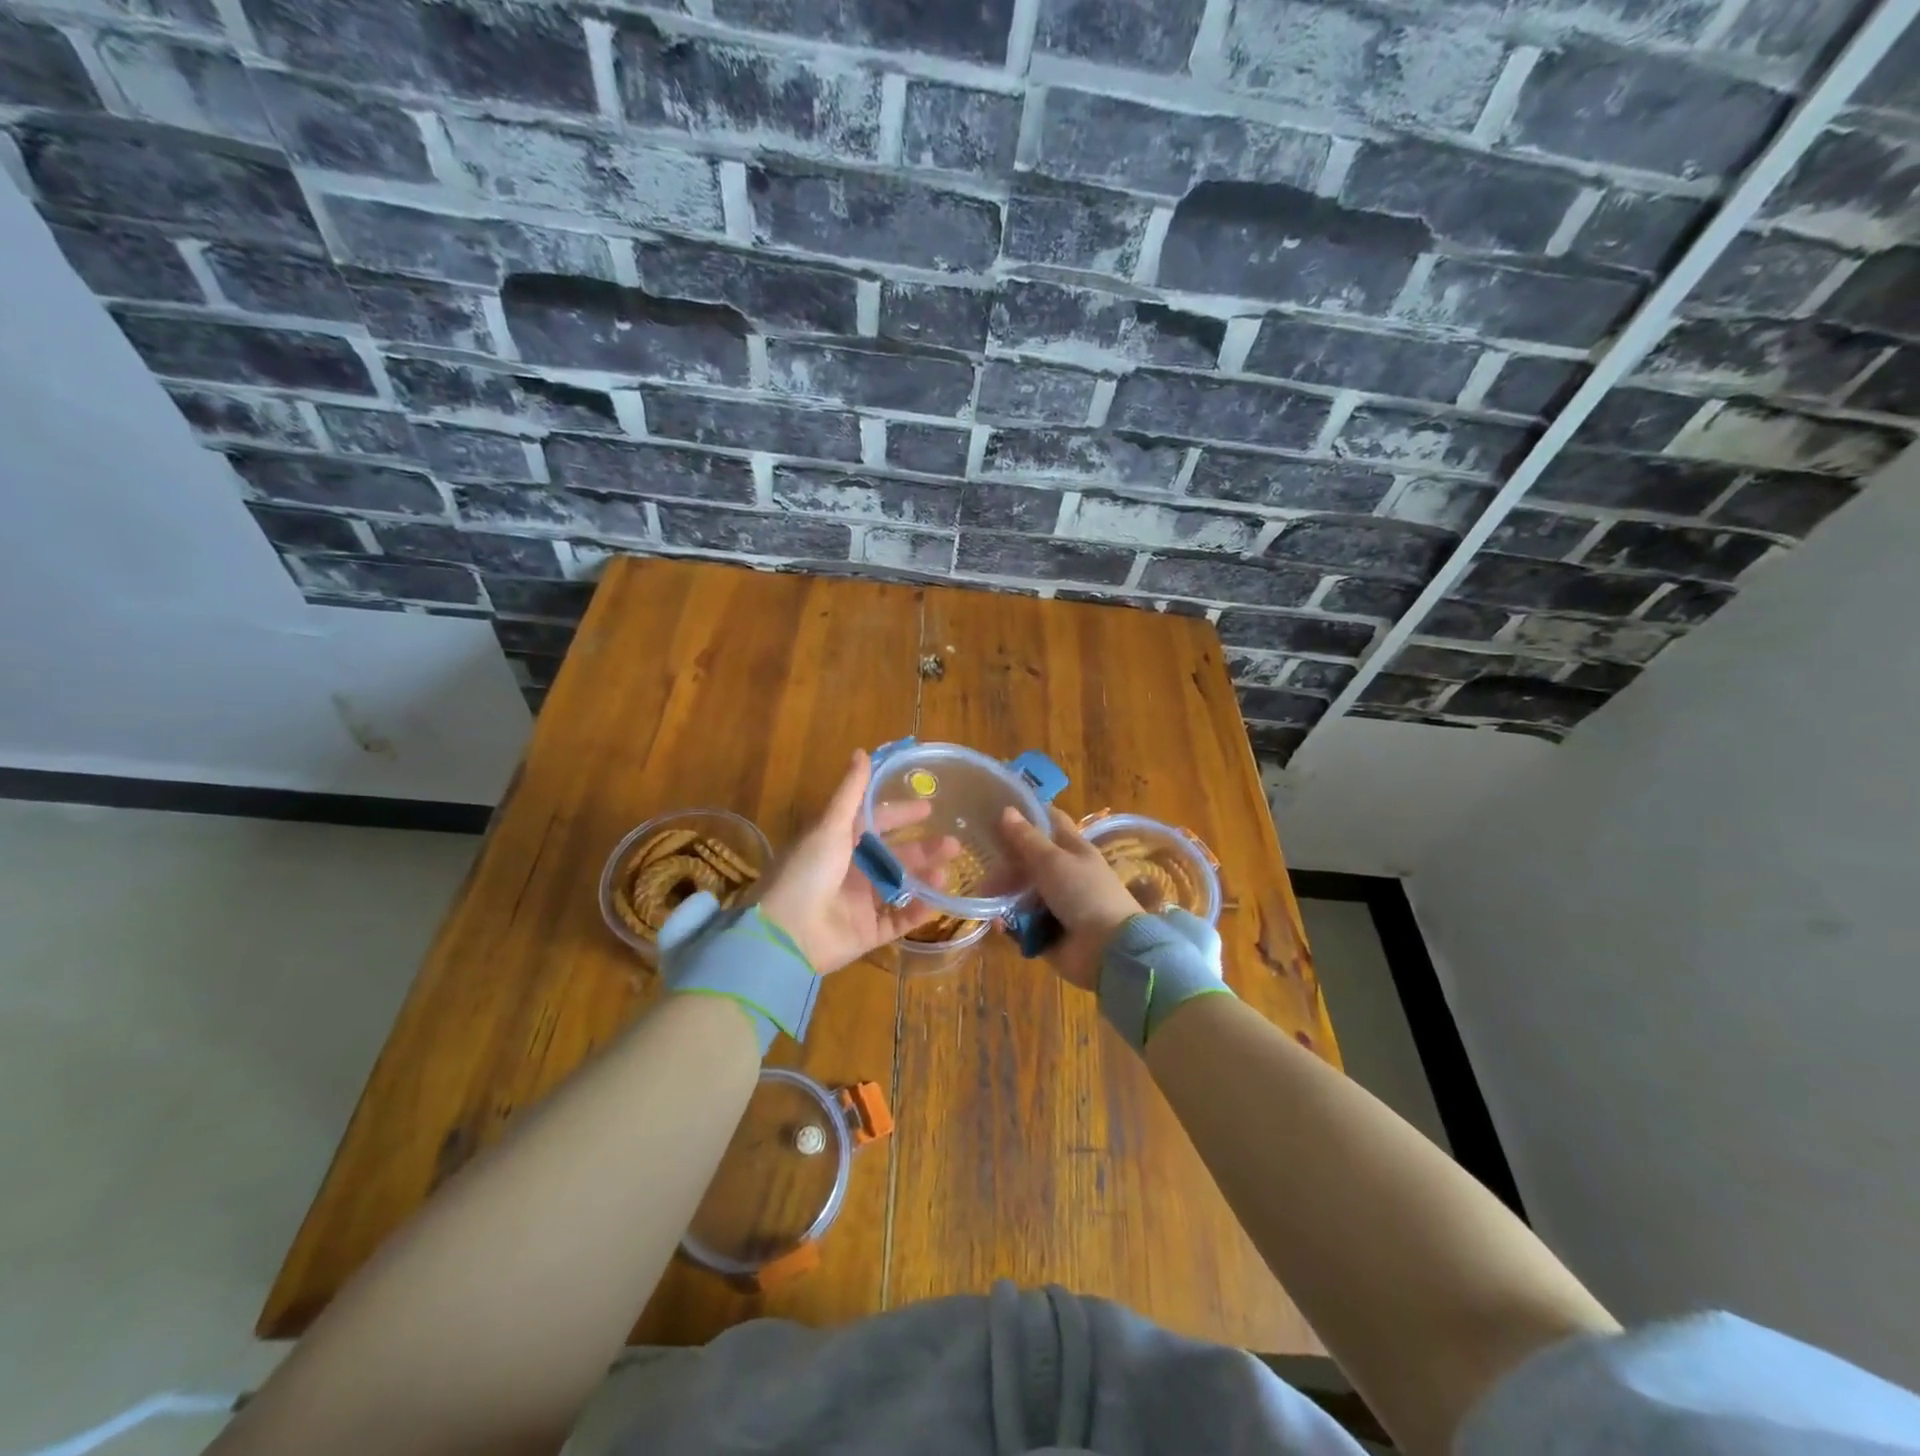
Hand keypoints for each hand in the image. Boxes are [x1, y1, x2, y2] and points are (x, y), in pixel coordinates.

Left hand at [757, 750, 960, 973]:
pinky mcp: (867, 932)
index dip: (901, 814)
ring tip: (948, 872)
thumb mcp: (829, 826)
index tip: (930, 808)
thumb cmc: (807, 871)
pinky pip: (898, 920)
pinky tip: (937, 901)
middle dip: (924, 849)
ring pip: (901, 887)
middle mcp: (851, 871)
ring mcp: (860, 903)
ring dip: (925, 878)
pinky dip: (917, 912)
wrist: (786, 934)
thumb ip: (850, 792)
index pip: (876, 824)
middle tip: (954, 844)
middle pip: (894, 856)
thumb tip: (862, 752)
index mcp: (838, 844)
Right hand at [997, 805, 1141, 990]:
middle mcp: (1064, 873)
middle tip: (983, 864)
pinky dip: (1010, 923)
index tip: (998, 810)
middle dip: (1006, 862)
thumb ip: (1026, 838)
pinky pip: (1022, 922)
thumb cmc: (1083, 893)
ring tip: (986, 896)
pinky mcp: (1047, 931)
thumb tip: (1007, 809)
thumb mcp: (1053, 861)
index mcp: (1073, 849)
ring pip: (1022, 892)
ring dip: (1004, 894)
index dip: (1029, 814)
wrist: (1107, 949)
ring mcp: (1056, 903)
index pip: (1050, 822)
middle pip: (1029, 860)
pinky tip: (999, 924)